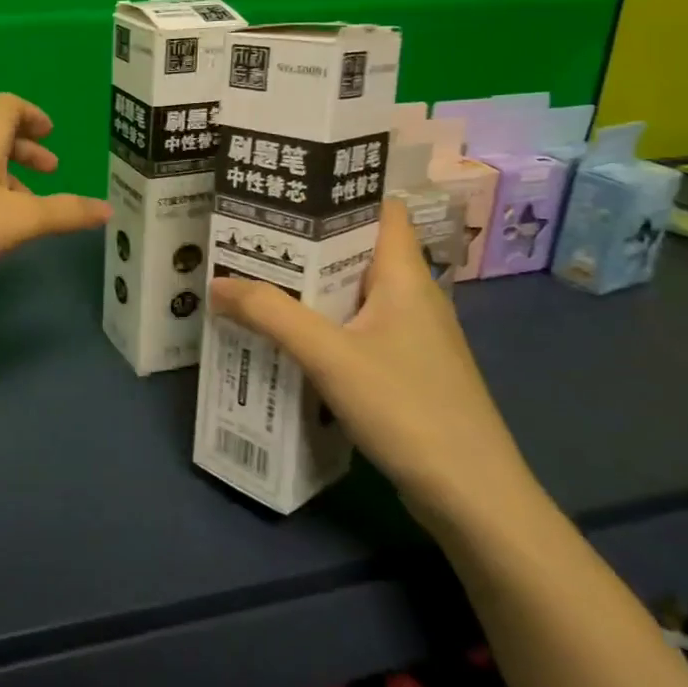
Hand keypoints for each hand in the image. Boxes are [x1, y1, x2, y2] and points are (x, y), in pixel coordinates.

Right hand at [208, 200, 537, 534]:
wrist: (472, 497)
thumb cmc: (408, 408)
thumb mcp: (329, 355)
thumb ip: (270, 314)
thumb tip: (215, 282)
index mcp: (405, 276)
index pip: (379, 209)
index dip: (338, 192)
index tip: (287, 188)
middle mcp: (411, 296)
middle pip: (355, 250)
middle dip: (303, 242)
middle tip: (248, 235)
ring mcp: (409, 336)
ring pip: (350, 293)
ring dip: (307, 287)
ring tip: (253, 278)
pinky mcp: (403, 369)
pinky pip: (353, 329)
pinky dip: (319, 325)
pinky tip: (284, 336)